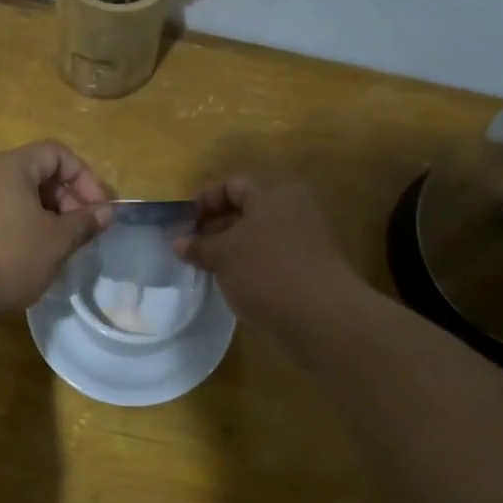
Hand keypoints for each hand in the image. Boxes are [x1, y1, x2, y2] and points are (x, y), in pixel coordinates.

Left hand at [0, 142, 111, 323]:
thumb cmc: (8, 257)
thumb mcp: (57, 241)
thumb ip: (85, 222)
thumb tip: (106, 212)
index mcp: (12, 166)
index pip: (58, 154)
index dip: (85, 177)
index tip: (100, 209)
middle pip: (39, 173)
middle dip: (69, 199)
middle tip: (84, 231)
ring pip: (21, 197)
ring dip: (49, 216)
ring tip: (62, 246)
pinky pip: (3, 214)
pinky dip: (25, 227)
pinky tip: (34, 256)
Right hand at [176, 176, 362, 338]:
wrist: (324, 318)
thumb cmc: (266, 273)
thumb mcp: (223, 256)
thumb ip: (198, 246)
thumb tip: (178, 242)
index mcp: (273, 194)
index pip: (232, 184)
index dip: (204, 200)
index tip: (185, 226)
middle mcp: (293, 208)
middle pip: (247, 208)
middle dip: (215, 226)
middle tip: (192, 249)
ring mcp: (306, 238)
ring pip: (259, 235)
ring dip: (232, 248)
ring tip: (208, 269)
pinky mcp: (311, 267)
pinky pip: (272, 256)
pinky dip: (251, 264)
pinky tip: (235, 285)